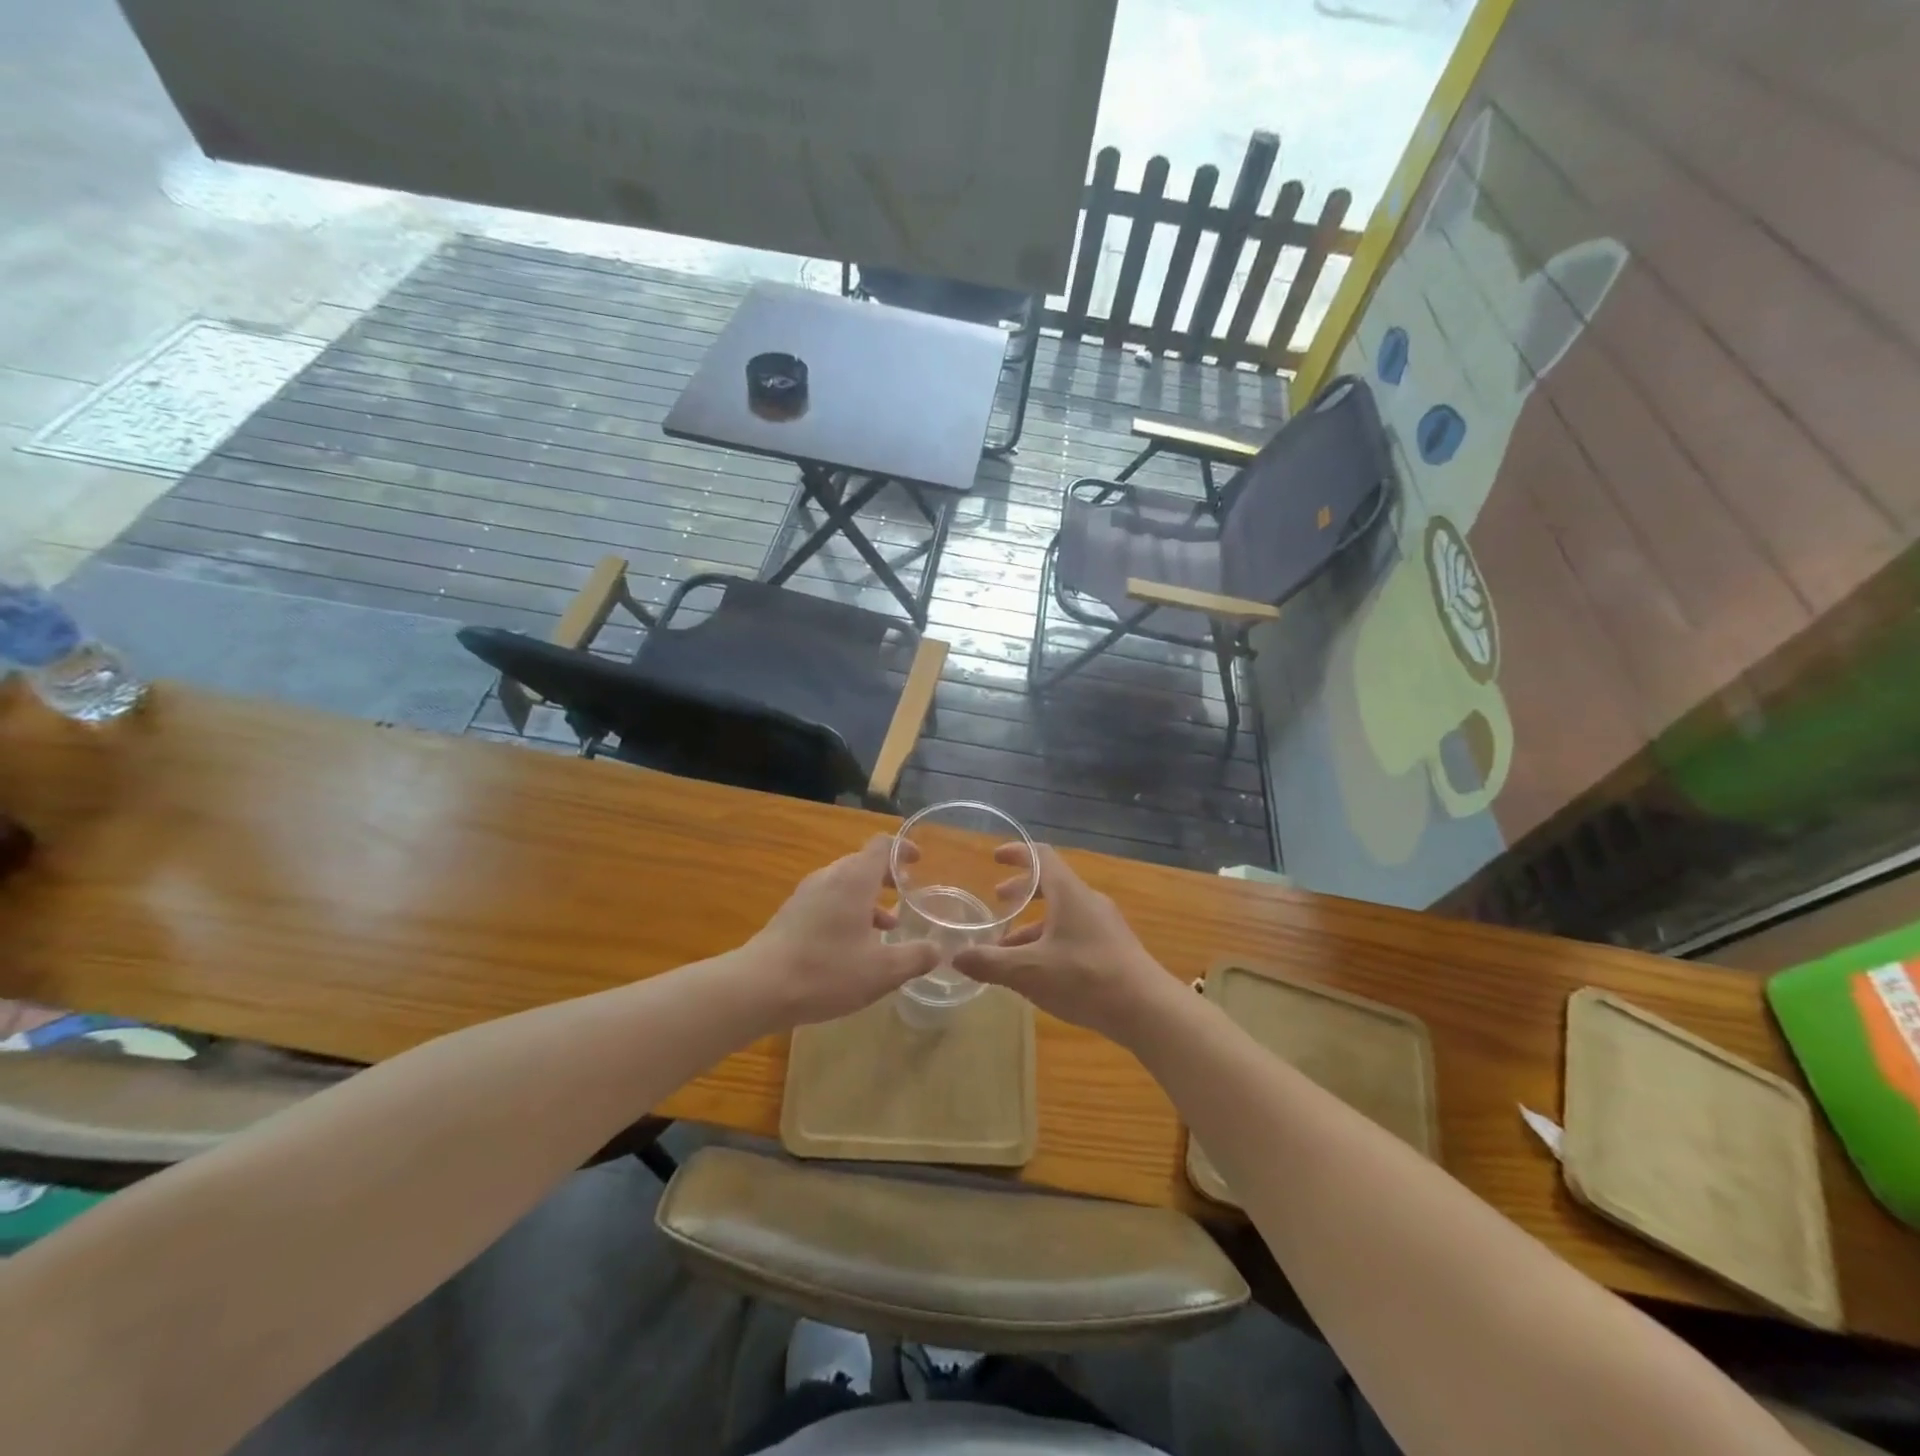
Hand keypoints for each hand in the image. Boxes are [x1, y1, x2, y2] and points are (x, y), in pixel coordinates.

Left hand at [741, 835, 940, 1028]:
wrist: (758, 987)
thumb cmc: (826, 971)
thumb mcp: (882, 971)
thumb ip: (915, 957)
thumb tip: (939, 949)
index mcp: (855, 879)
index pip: (882, 845)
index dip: (903, 848)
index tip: (919, 862)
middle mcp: (830, 877)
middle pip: (863, 863)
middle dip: (888, 878)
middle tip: (907, 897)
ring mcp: (806, 894)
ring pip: (844, 884)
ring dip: (867, 899)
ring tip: (886, 928)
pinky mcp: (791, 913)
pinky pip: (827, 900)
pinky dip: (847, 911)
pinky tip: (852, 946)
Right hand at [951, 843, 1174, 1044]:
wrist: (1148, 1009)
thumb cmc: (1085, 978)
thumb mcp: (1029, 972)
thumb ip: (990, 962)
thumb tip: (955, 957)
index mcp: (1069, 893)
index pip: (1040, 856)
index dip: (1016, 853)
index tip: (995, 857)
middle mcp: (1088, 901)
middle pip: (1051, 884)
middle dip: (1022, 891)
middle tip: (998, 901)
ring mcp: (1105, 924)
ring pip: (1062, 913)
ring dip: (1034, 923)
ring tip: (1008, 947)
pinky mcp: (1114, 948)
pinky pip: (1075, 932)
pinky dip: (1051, 940)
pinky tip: (1039, 971)